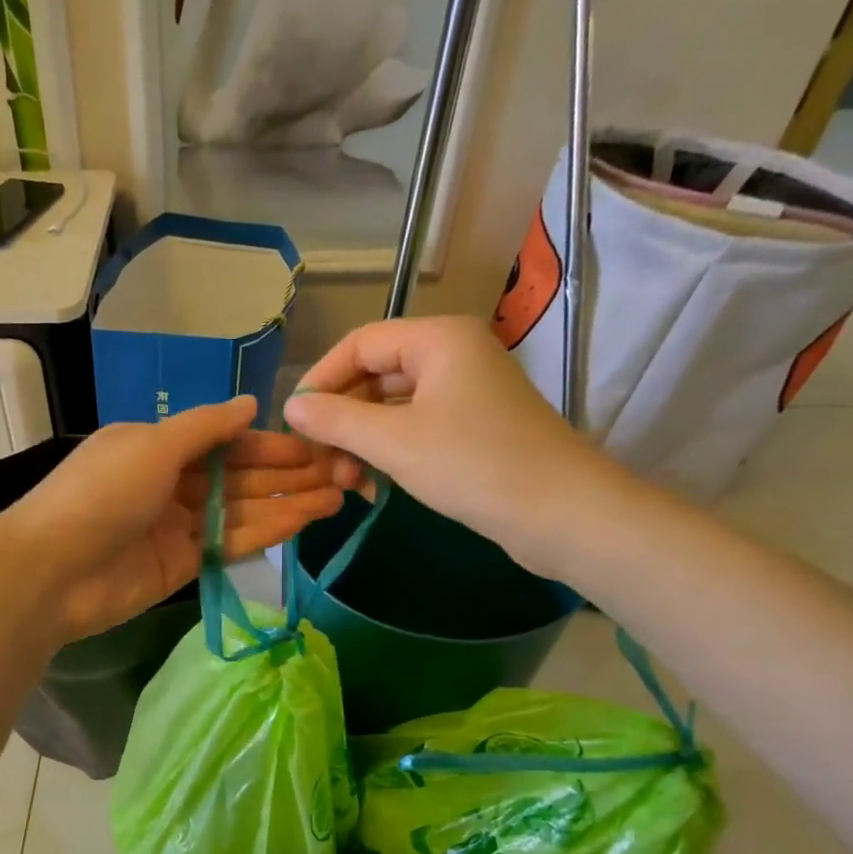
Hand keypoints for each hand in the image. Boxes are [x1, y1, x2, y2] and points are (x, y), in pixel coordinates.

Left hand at [2, 396, 345, 641]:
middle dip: (287, 474)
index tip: (314, 444)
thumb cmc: (101, 493)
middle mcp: (171, 483)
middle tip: (341, 472)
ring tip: (337, 497)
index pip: (225, 441)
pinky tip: (303, 522)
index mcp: (158, 446)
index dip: (268, 443)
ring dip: (287, 503)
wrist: (54, 571)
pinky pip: (230, 544)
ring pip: (241, 510)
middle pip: (238, 476)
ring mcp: (178, 526)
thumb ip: (205, 428)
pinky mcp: (183, 564)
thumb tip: (250, 404)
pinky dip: (265, 533)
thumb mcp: (152, 445)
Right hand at [282, 316, 629, 576]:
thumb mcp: (393, 442)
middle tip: (319, 461)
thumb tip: (290, 406)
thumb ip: (335, 419)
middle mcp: (453, 355)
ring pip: (393, 407)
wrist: (562, 514)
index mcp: (438, 339)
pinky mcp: (474, 427)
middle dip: (342, 419)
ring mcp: (467, 392)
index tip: (294, 421)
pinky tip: (372, 486)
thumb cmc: (473, 465)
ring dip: (362, 442)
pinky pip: (416, 428)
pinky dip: (389, 452)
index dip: (321, 379)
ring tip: (345, 482)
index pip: (359, 344)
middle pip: (375, 375)